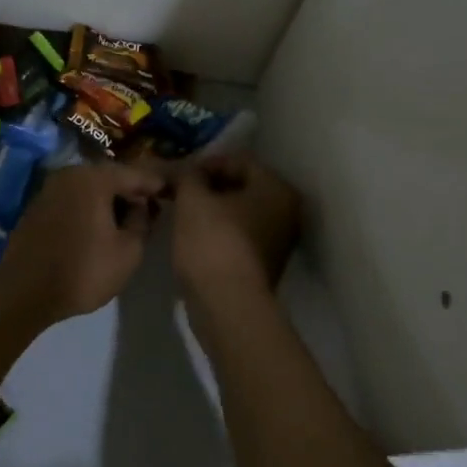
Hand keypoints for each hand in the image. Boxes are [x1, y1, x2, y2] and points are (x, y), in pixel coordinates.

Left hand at [0, 163, 166, 324]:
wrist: (24, 292)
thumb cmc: (83, 271)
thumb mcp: (128, 251)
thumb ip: (142, 221)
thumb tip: (142, 205)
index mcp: (94, 178)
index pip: (136, 173)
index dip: (157, 183)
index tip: (175, 191)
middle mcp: (70, 173)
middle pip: (111, 176)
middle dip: (133, 190)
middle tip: (154, 206)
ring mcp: (50, 187)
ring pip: (91, 186)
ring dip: (111, 198)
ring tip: (130, 218)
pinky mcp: (38, 205)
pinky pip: (74, 198)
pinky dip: (90, 206)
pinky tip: (101, 224)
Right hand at [169, 154, 300, 309]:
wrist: (227, 305)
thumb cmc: (213, 241)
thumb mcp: (192, 199)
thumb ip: (189, 176)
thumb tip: (187, 171)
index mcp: (277, 188)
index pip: (238, 161)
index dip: (205, 164)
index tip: (179, 175)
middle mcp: (287, 211)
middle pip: (241, 186)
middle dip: (208, 187)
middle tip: (179, 192)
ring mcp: (279, 240)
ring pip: (240, 212)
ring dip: (212, 210)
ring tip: (182, 214)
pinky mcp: (265, 264)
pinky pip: (239, 235)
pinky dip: (219, 231)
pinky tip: (195, 237)